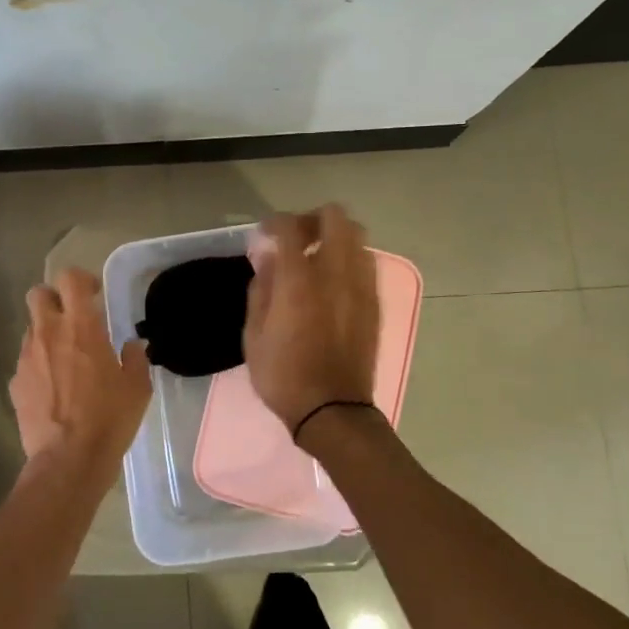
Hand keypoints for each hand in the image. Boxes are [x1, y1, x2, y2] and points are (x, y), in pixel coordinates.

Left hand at [8, 267, 151, 466]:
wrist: (68, 461)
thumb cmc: (109, 419)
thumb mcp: (137, 388)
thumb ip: (136, 359)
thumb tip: (133, 346)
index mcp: (82, 327)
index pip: (69, 279)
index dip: (81, 280)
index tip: (94, 295)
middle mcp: (49, 334)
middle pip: (38, 294)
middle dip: (53, 299)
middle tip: (73, 319)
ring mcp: (27, 358)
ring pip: (31, 329)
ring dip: (47, 335)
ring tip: (65, 361)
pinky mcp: (15, 383)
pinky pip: (26, 362)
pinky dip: (39, 366)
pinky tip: (54, 389)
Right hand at [243, 205, 380, 435]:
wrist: (333, 410)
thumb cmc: (284, 375)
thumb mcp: (254, 335)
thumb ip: (261, 289)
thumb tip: (267, 258)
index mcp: (299, 281)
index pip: (290, 228)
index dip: (274, 222)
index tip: (265, 233)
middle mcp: (335, 273)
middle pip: (335, 217)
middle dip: (312, 219)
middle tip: (296, 238)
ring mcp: (360, 286)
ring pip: (357, 235)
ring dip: (335, 236)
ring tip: (317, 257)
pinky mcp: (374, 302)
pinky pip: (365, 262)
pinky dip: (349, 258)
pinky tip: (333, 280)